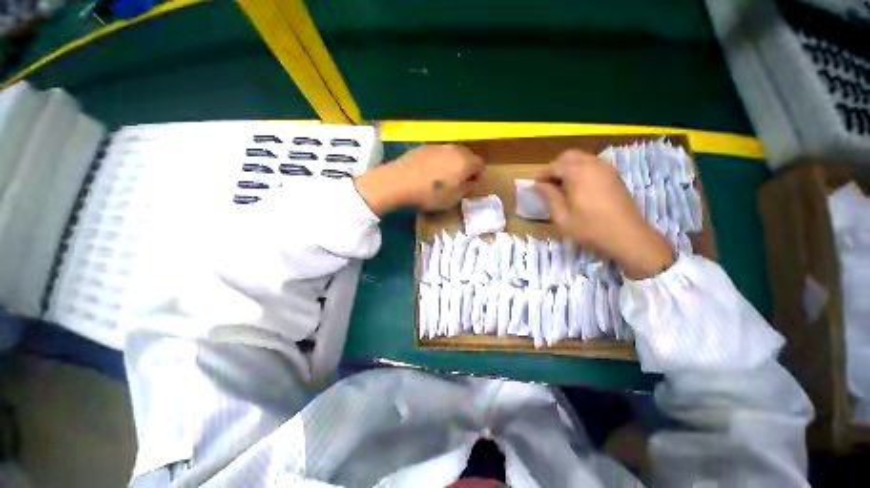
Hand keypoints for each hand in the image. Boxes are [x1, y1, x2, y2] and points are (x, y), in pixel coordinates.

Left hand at [355, 144, 482, 214]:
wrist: (398, 182)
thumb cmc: (430, 194)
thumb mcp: (453, 198)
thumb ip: (467, 189)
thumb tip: (472, 183)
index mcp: (465, 161)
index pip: (480, 164)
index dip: (477, 175)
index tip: (470, 185)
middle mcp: (454, 149)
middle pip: (467, 156)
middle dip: (466, 167)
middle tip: (458, 181)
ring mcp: (437, 146)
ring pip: (452, 153)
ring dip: (452, 163)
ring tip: (442, 177)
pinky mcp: (423, 147)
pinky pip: (438, 153)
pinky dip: (439, 161)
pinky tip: (428, 172)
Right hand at [534, 150, 673, 278]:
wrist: (628, 236)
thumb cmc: (590, 228)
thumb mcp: (562, 216)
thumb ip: (549, 196)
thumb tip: (538, 184)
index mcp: (578, 173)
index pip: (554, 166)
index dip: (542, 174)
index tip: (534, 185)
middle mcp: (593, 164)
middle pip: (569, 156)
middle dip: (555, 167)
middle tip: (548, 185)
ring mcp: (606, 168)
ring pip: (582, 158)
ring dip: (568, 167)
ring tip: (562, 187)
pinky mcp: (614, 175)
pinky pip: (593, 164)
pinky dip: (581, 170)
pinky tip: (578, 187)